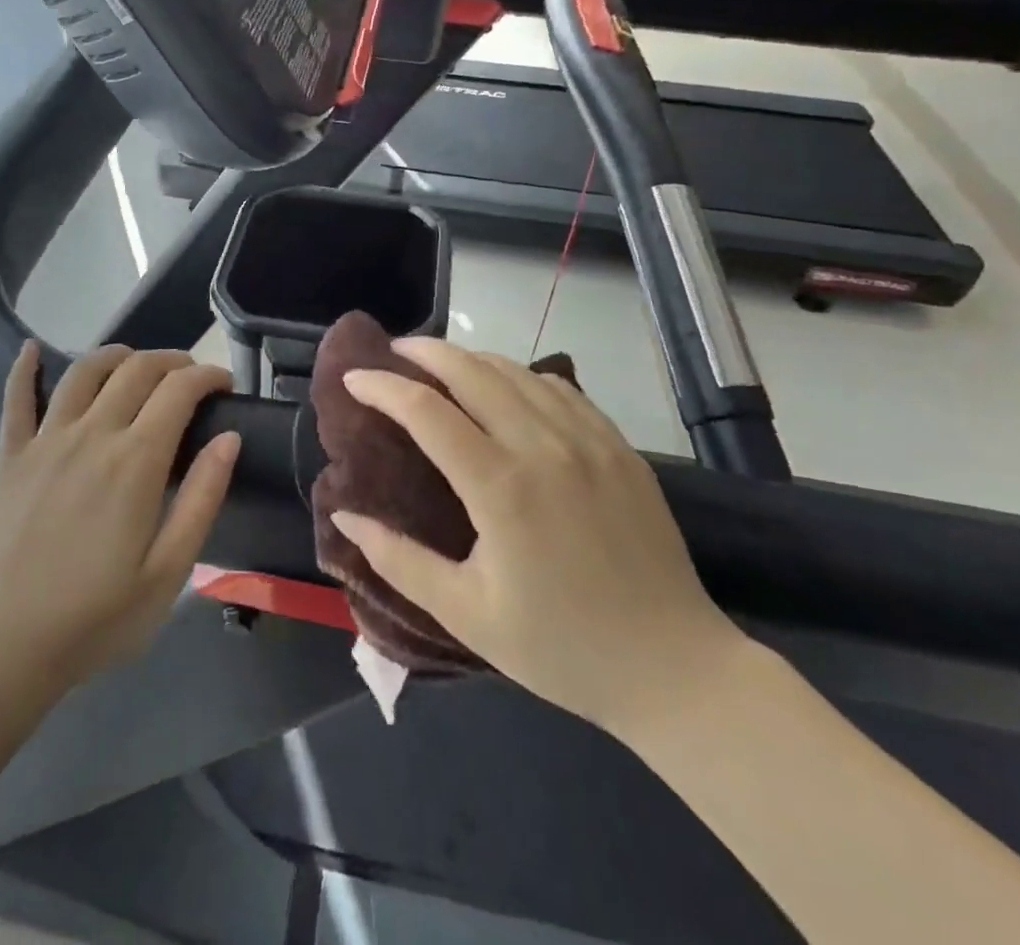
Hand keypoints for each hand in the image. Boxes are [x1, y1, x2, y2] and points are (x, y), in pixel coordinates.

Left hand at [0, 343, 239, 699]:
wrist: (8, 647)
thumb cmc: (99, 616)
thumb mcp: (170, 570)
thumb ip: (203, 497)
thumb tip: (229, 437)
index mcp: (135, 461)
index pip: (179, 390)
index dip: (208, 376)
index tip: (225, 385)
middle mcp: (92, 434)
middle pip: (137, 369)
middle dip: (172, 361)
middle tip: (191, 378)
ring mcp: (47, 441)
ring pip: (85, 372)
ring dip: (117, 355)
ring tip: (136, 365)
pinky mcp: (12, 457)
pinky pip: (16, 399)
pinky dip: (23, 368)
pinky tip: (32, 349)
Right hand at [330, 338, 747, 733]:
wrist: (675, 668)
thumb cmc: (561, 648)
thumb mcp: (466, 614)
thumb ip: (399, 560)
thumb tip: (344, 515)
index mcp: (501, 487)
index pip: (426, 411)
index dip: (382, 387)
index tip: (352, 378)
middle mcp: (544, 447)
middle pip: (472, 371)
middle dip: (425, 351)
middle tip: (394, 352)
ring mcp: (588, 440)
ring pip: (517, 371)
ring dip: (471, 358)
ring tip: (441, 363)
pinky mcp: (619, 446)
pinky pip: (561, 388)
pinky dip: (522, 375)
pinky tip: (508, 385)